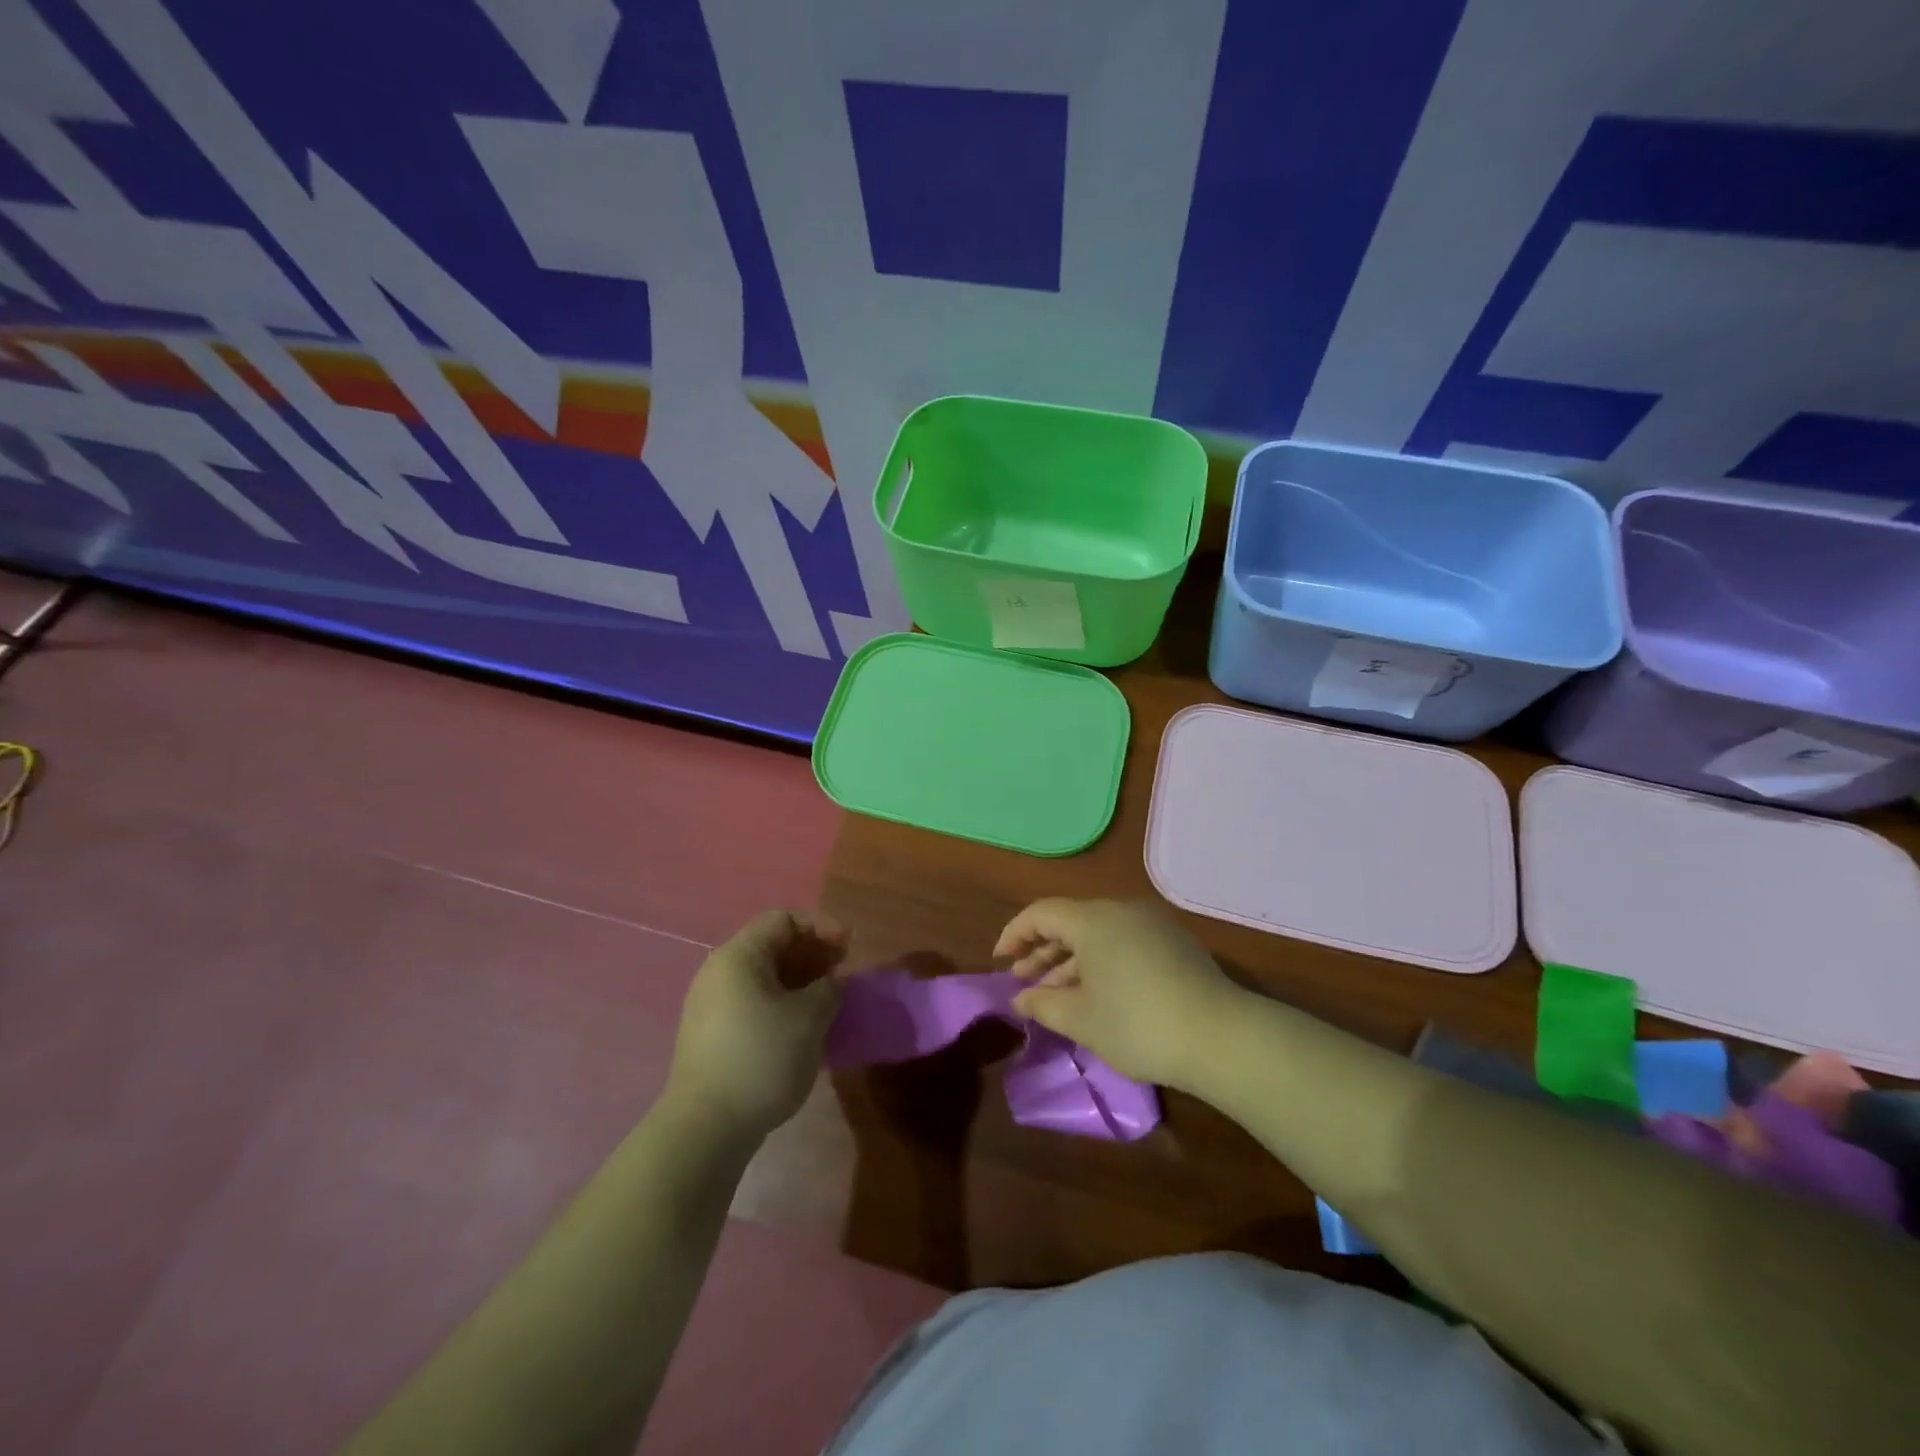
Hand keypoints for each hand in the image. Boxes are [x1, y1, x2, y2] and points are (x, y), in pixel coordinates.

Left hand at [666, 910, 847, 1139]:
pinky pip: (753, 1002)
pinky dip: (783, 1004)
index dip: (821, 926)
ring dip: (800, 981)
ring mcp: (711, 1005)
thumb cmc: (761, 1058)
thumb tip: (832, 983)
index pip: (783, 919)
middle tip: (843, 974)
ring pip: (764, 977)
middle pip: (772, 945)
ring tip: (829, 1002)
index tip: (849, 948)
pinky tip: (803, 1028)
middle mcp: (719, 972)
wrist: (705, 1129)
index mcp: (739, 956)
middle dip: (813, 954)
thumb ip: (829, 989)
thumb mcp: (809, 1018)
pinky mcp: (711, 1036)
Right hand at [995, 898, 1241, 1090]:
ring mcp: (1153, 925)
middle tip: (1024, 981)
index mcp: (1094, 920)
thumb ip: (1042, 1003)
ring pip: (1098, 935)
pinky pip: (1123, 943)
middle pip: (1071, 922)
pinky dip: (1101, 962)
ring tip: (1056, 993)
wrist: (1221, 1037)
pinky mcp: (1175, 945)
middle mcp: (1122, 911)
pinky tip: (1098, 994)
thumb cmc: (1138, 1024)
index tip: (1000, 961)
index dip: (1015, 934)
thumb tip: (1020, 997)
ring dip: (1071, 961)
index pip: (1041, 913)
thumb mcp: (1080, 1019)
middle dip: (1042, 951)